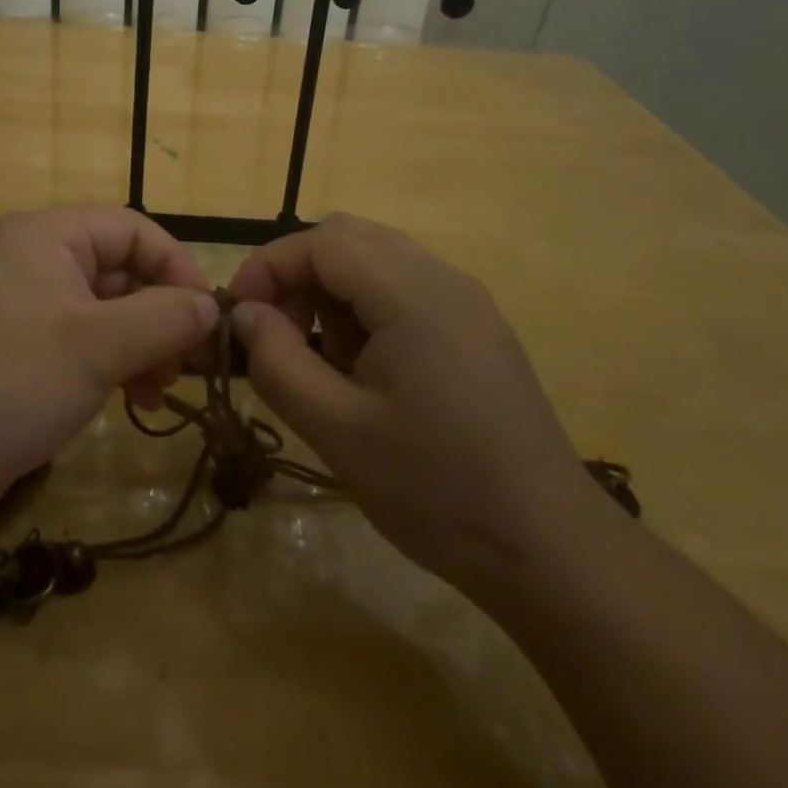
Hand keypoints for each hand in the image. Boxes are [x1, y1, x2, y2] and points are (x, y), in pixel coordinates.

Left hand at [0, 207, 218, 533]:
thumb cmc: (14, 382)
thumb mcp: (100, 347)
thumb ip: (165, 318)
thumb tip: (211, 306)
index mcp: (46, 236)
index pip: (132, 230)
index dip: (176, 267)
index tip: (208, 316)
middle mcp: (31, 258)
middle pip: (118, 270)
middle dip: (159, 316)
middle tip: (186, 366)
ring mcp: (19, 304)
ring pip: (102, 310)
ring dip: (140, 345)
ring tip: (158, 391)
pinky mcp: (13, 347)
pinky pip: (77, 339)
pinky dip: (109, 363)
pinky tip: (129, 400)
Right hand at [227, 213, 605, 600]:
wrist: (550, 549)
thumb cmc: (435, 489)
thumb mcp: (336, 430)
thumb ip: (277, 362)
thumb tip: (245, 314)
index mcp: (411, 294)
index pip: (321, 243)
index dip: (267, 267)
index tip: (238, 315)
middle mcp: (443, 279)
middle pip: (349, 238)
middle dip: (298, 275)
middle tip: (276, 334)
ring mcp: (467, 302)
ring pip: (377, 260)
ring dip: (332, 292)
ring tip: (325, 362)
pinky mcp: (478, 328)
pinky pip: (405, 289)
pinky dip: (367, 309)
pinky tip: (367, 371)